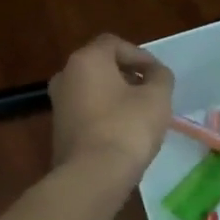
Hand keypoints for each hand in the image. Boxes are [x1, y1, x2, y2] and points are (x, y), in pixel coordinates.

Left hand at [48, 34, 174, 186]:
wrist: (93, 176)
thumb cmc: (127, 128)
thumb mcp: (157, 97)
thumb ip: (160, 77)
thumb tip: (155, 73)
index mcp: (86, 60)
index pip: (114, 44)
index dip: (140, 55)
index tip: (158, 75)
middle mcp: (65, 76)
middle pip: (101, 66)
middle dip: (128, 75)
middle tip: (151, 91)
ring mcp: (59, 105)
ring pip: (93, 90)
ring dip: (117, 96)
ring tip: (141, 113)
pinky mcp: (59, 131)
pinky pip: (87, 112)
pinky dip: (105, 115)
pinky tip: (124, 132)